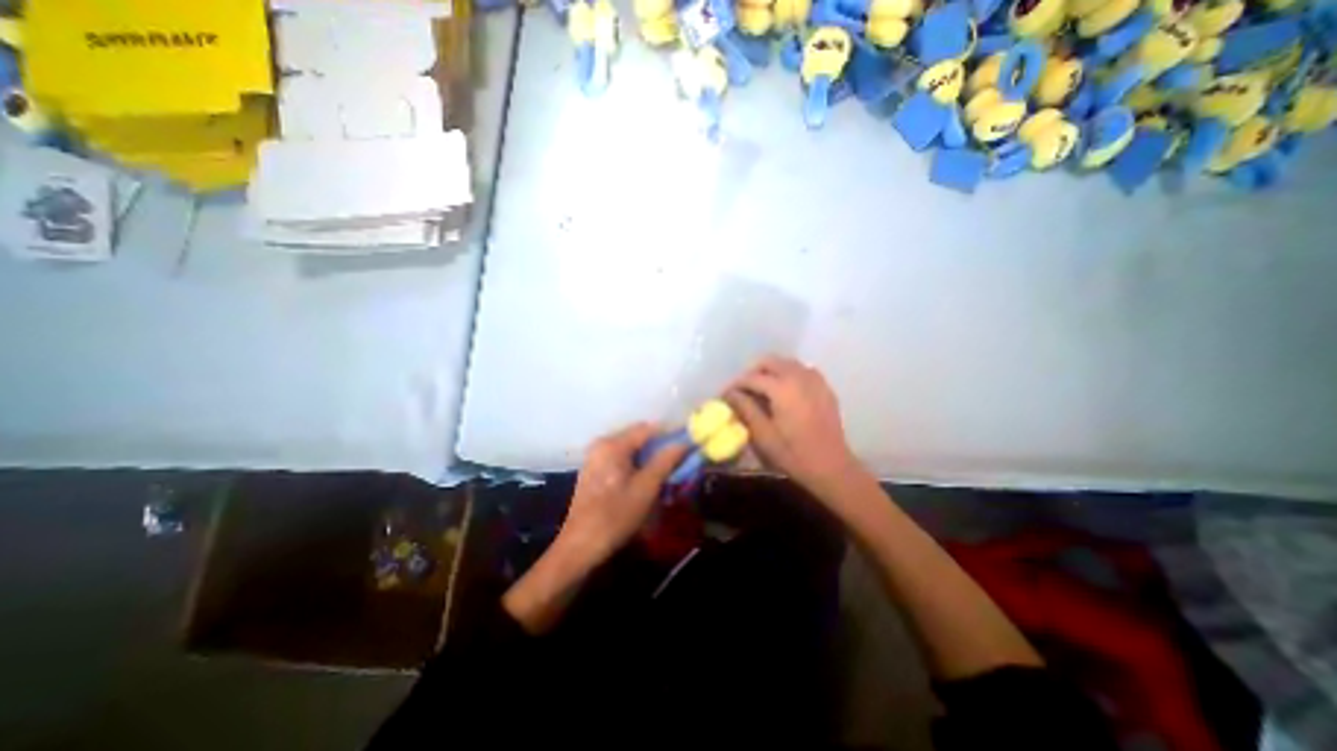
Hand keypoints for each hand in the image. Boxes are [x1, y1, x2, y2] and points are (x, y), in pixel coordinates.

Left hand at [557, 420, 688, 564]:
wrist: (580, 546)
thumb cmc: (615, 516)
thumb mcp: (646, 488)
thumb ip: (666, 461)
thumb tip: (684, 442)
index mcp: (613, 444)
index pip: (648, 428)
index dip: (670, 433)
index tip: (688, 443)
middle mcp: (602, 444)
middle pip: (638, 436)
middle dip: (659, 445)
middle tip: (679, 459)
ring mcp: (595, 457)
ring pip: (630, 448)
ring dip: (649, 456)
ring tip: (666, 469)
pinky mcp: (594, 470)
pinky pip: (621, 458)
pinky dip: (636, 463)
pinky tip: (646, 478)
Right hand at [728, 353, 861, 488]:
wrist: (832, 466)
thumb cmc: (793, 454)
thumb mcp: (762, 435)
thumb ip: (745, 409)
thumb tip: (730, 394)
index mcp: (782, 387)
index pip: (751, 377)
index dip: (735, 384)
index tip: (725, 395)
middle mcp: (799, 376)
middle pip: (770, 361)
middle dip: (753, 372)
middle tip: (742, 390)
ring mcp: (815, 380)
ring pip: (786, 363)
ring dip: (771, 371)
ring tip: (761, 390)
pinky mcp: (824, 387)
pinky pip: (802, 371)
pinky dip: (788, 374)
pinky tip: (784, 392)